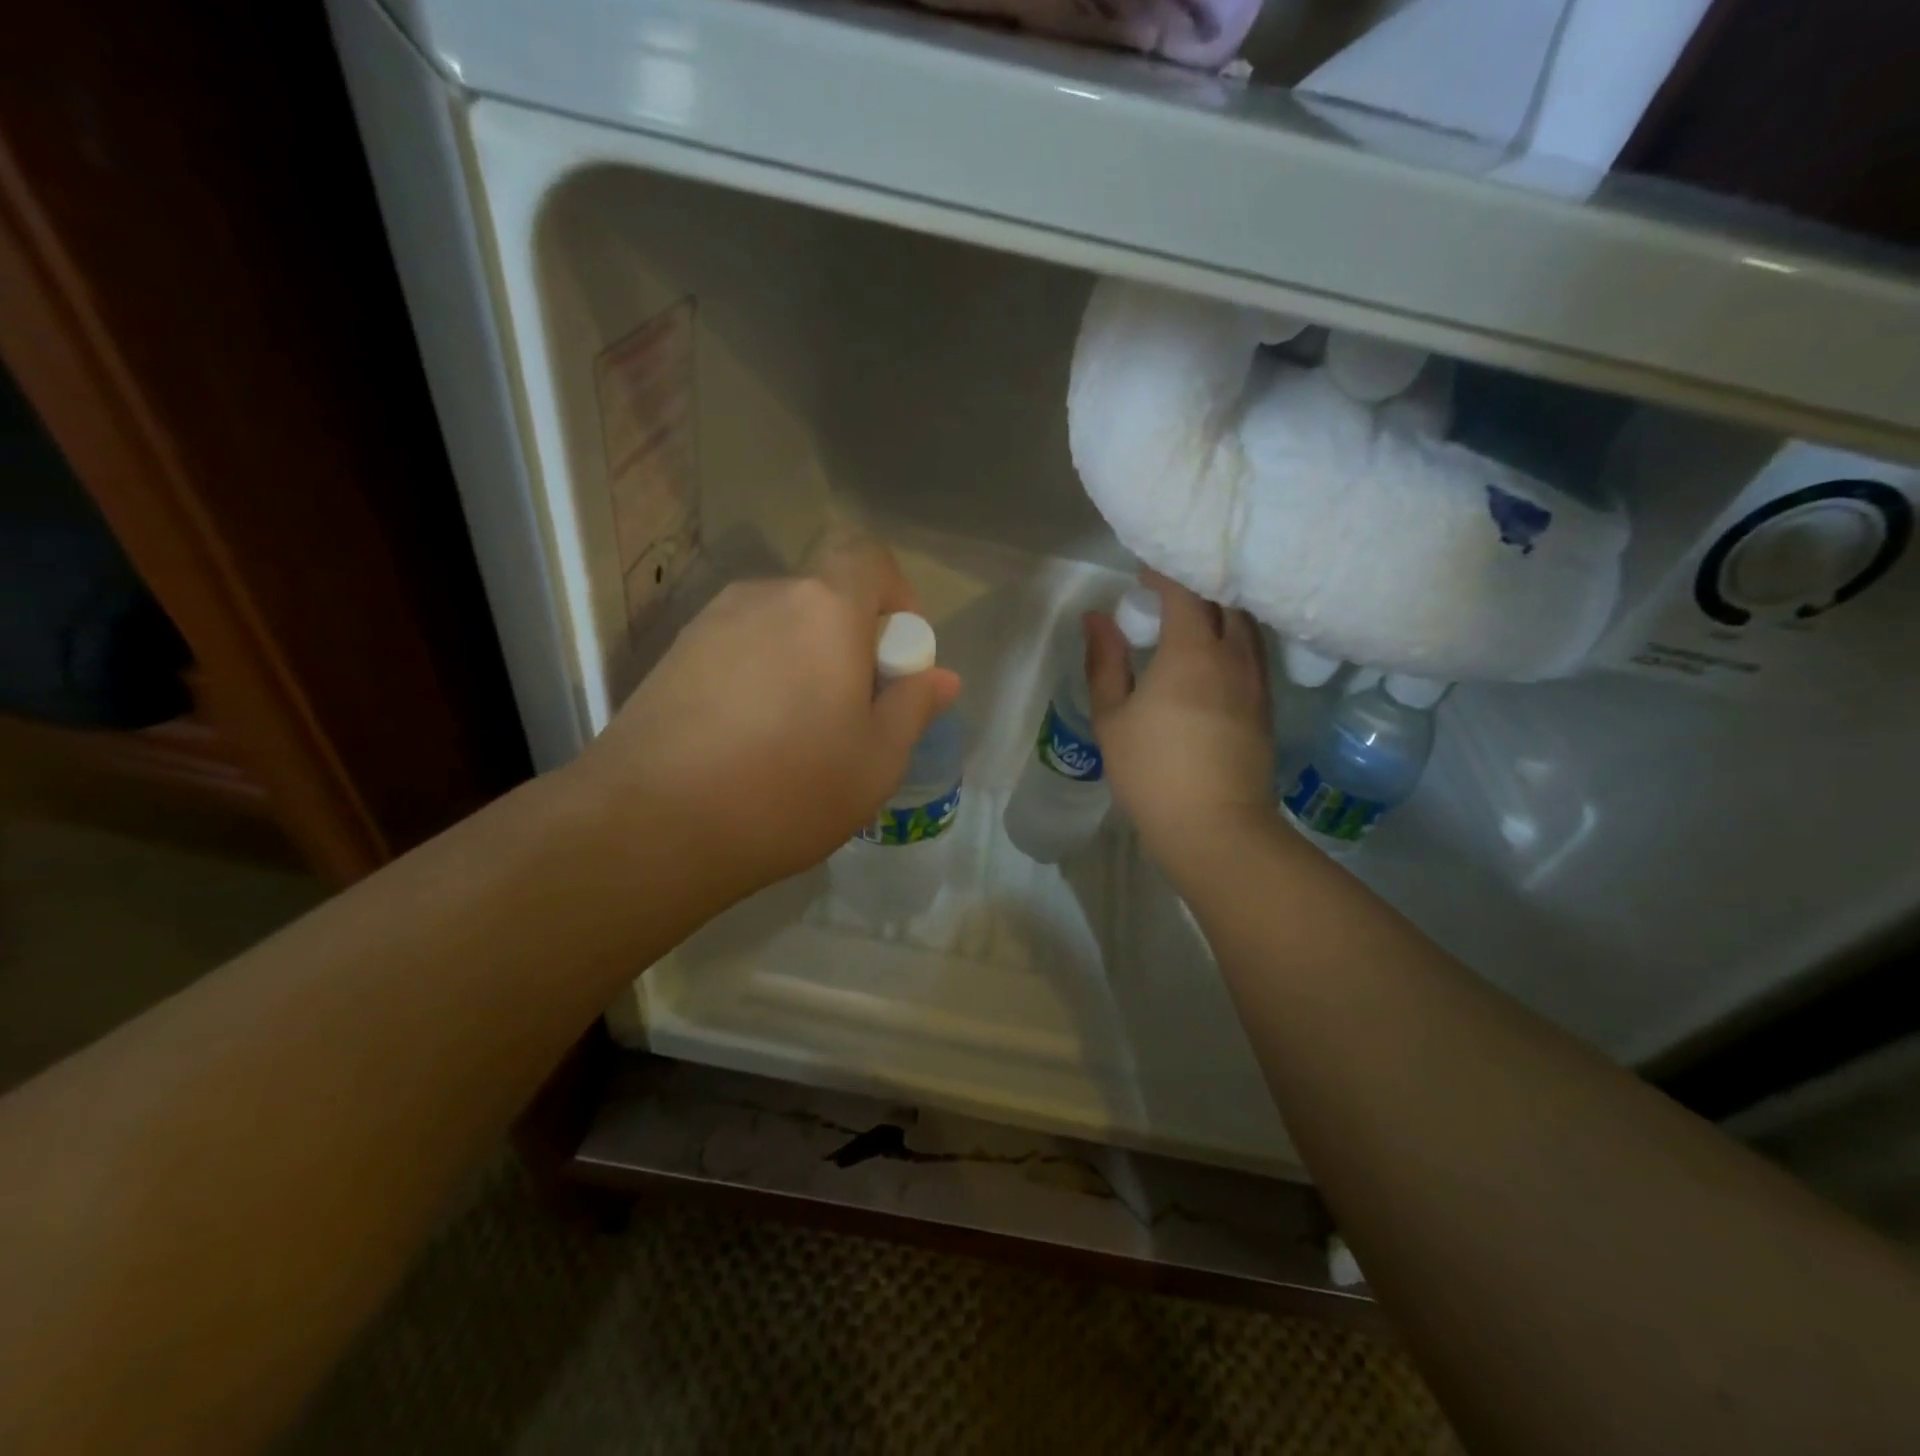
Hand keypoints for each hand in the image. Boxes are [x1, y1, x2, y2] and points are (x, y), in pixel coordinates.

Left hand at [569, 528, 960, 902]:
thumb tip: (941, 678)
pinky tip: (748, 742)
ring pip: (780, 628)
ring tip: (798, 736)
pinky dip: (759, 680)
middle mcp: (764, 597)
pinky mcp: (671, 658)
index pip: (870, 558)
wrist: (650, 826)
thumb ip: (913, 707)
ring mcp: (709, 624)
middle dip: (851, 643)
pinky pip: (738, 652)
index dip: (896, 597)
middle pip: (825, 598)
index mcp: (825, 609)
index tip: (897, 659)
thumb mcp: (877, 760)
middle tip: (853, 714)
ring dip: (803, 664)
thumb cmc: (788, 789)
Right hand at [1086, 571, 1273, 865]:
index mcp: (1191, 651)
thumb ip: (1104, 662)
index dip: (1164, 574)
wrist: (1215, 826)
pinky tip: (1213, 656)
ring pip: (1244, 625)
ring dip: (1219, 611)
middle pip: (1224, 600)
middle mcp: (1233, 654)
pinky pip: (1254, 652)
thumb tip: (1096, 619)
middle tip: (1165, 593)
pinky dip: (1233, 638)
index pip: (1186, 590)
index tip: (1142, 575)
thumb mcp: (1113, 717)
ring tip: (1190, 620)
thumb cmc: (1152, 771)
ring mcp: (1256, 680)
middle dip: (1196, 586)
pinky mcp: (1266, 704)